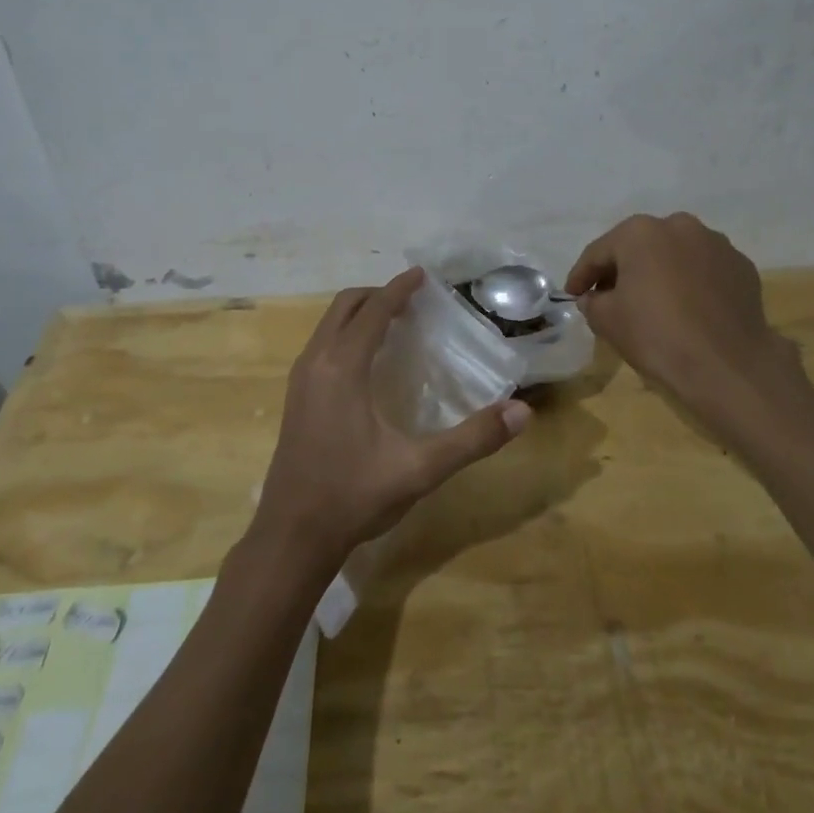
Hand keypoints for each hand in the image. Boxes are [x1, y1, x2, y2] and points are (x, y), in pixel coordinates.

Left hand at [254, 267, 530, 572]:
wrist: (292, 537)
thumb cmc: (354, 497)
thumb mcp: (420, 470)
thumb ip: (472, 439)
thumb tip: (521, 412)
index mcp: (342, 368)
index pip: (372, 311)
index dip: (399, 289)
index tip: (422, 275)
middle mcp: (316, 363)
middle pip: (344, 307)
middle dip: (377, 295)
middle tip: (412, 300)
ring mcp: (300, 381)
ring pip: (328, 325)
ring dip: (359, 313)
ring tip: (394, 323)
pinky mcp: (295, 399)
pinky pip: (321, 345)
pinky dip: (345, 334)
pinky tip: (368, 362)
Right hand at [566, 213, 803, 415]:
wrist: (728, 364)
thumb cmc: (657, 335)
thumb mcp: (607, 321)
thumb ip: (592, 302)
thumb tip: (594, 297)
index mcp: (640, 232)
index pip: (599, 252)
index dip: (581, 275)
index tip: (572, 294)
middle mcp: (679, 226)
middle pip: (639, 247)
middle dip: (622, 269)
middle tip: (609, 296)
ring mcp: (715, 243)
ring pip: (674, 254)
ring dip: (659, 272)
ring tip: (652, 301)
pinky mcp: (741, 266)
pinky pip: (704, 270)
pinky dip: (690, 283)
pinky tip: (687, 308)